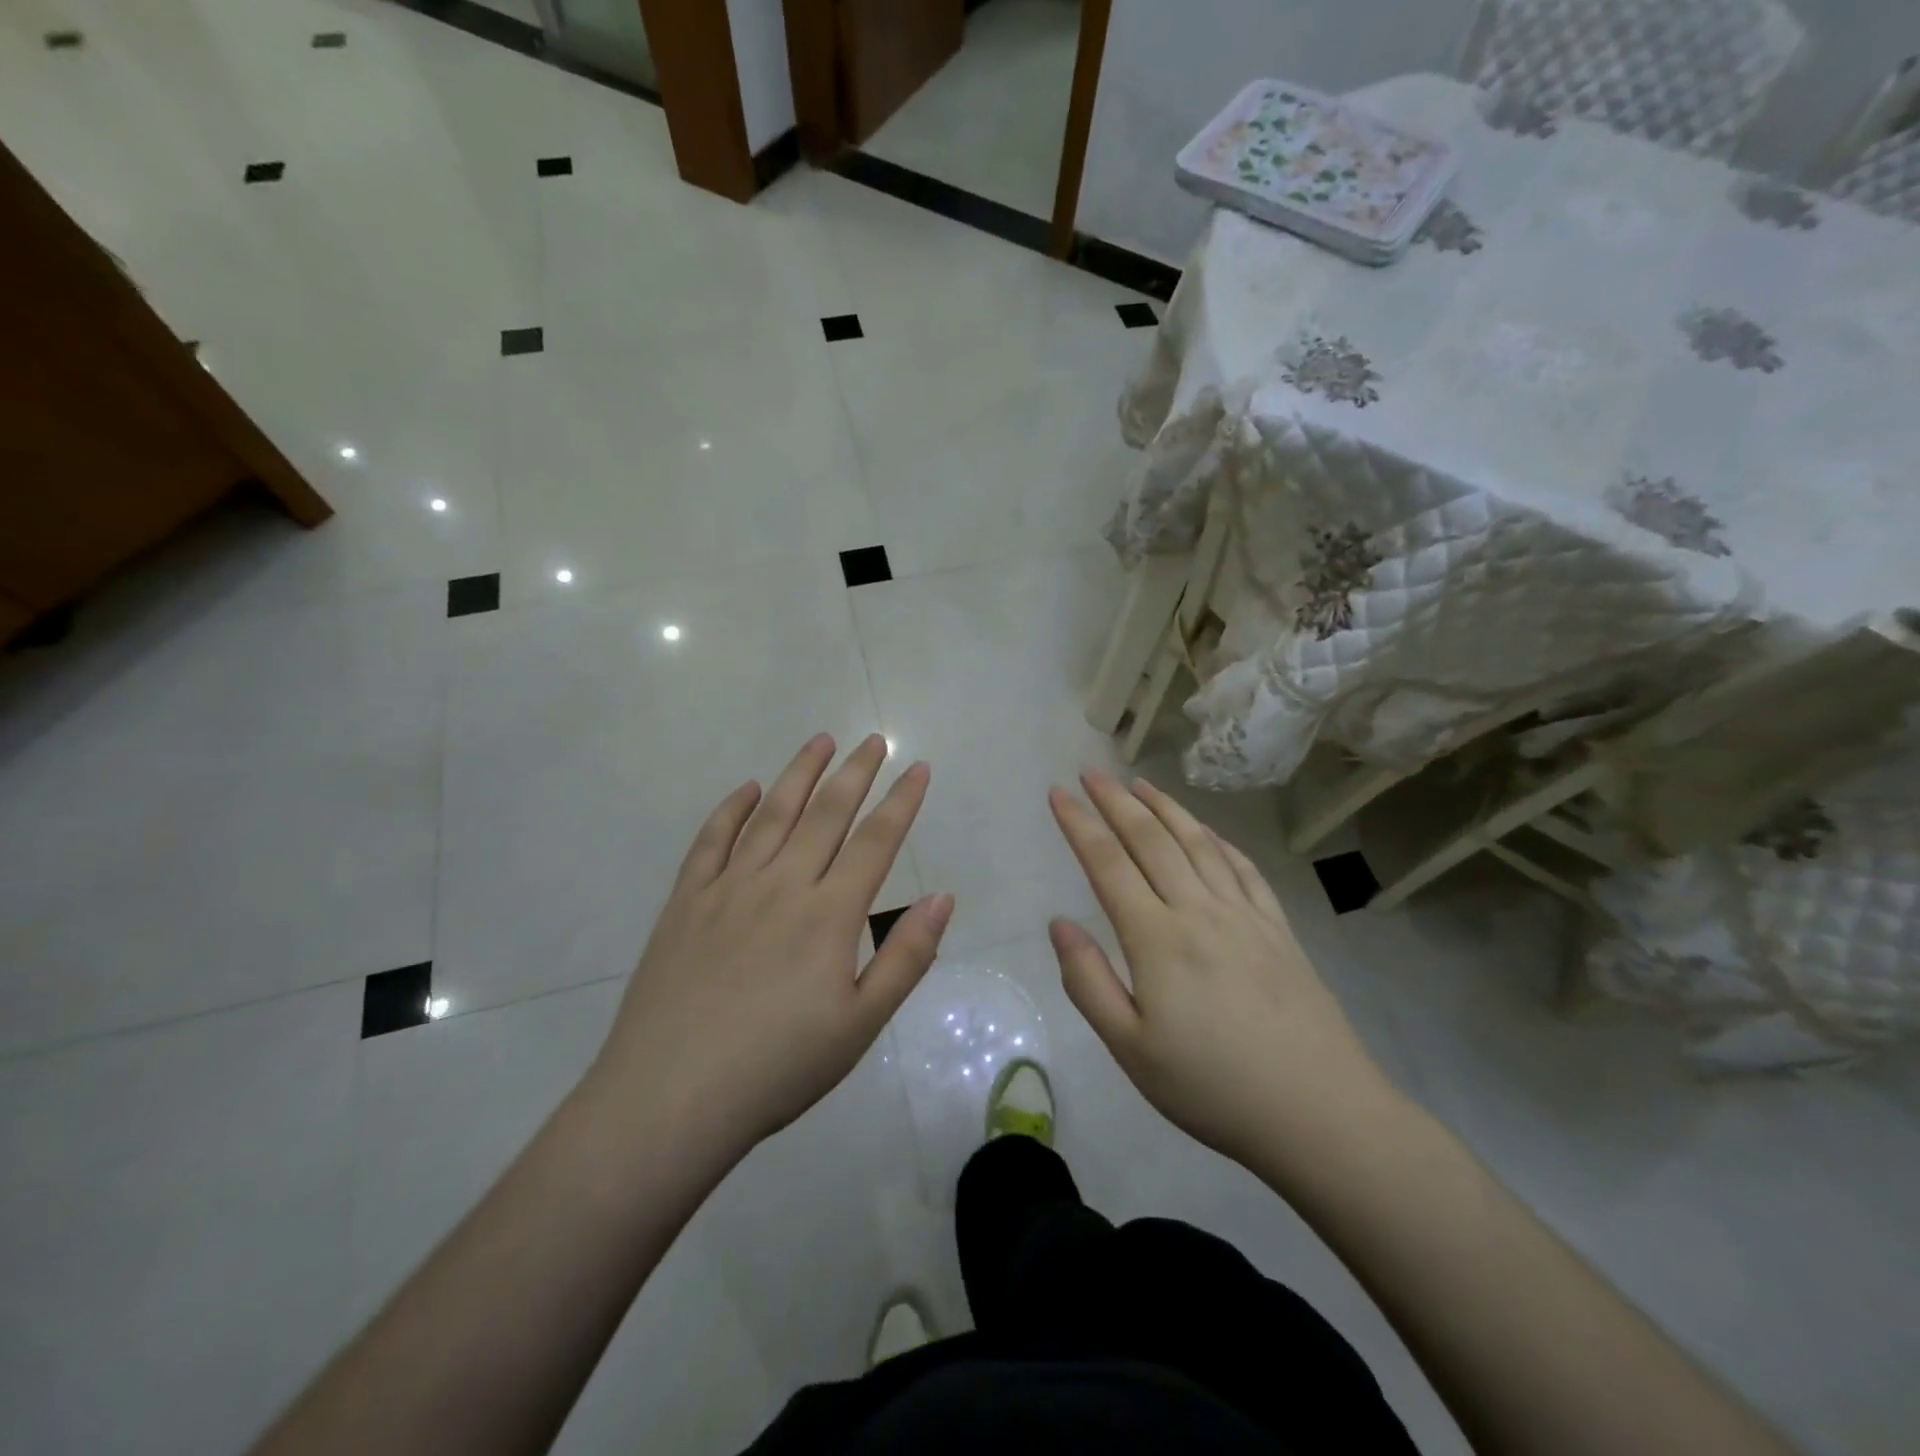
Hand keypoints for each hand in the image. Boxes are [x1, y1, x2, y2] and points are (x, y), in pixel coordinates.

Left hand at [591, 734, 951, 1156]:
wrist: (671, 1098)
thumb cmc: (778, 1067)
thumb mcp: (860, 1025)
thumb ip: (905, 957)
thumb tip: (942, 897)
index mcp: (829, 914)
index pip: (875, 841)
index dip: (901, 801)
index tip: (918, 768)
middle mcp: (782, 884)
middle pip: (826, 814)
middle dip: (855, 773)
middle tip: (874, 740)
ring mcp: (728, 888)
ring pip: (772, 814)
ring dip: (799, 773)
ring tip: (820, 741)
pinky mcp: (686, 901)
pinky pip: (711, 840)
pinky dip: (732, 809)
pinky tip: (748, 790)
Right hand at [1047, 771, 1395, 1174]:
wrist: (1320, 1114)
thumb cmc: (1213, 1087)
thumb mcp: (1130, 1049)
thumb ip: (1088, 981)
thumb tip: (1059, 923)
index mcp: (1157, 938)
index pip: (1108, 863)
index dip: (1079, 824)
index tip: (1058, 792)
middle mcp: (1199, 910)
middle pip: (1151, 839)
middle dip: (1116, 801)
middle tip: (1091, 772)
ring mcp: (1245, 915)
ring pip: (1198, 843)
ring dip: (1166, 807)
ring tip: (1140, 783)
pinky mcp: (1279, 929)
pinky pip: (1244, 869)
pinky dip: (1218, 840)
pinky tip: (1207, 833)